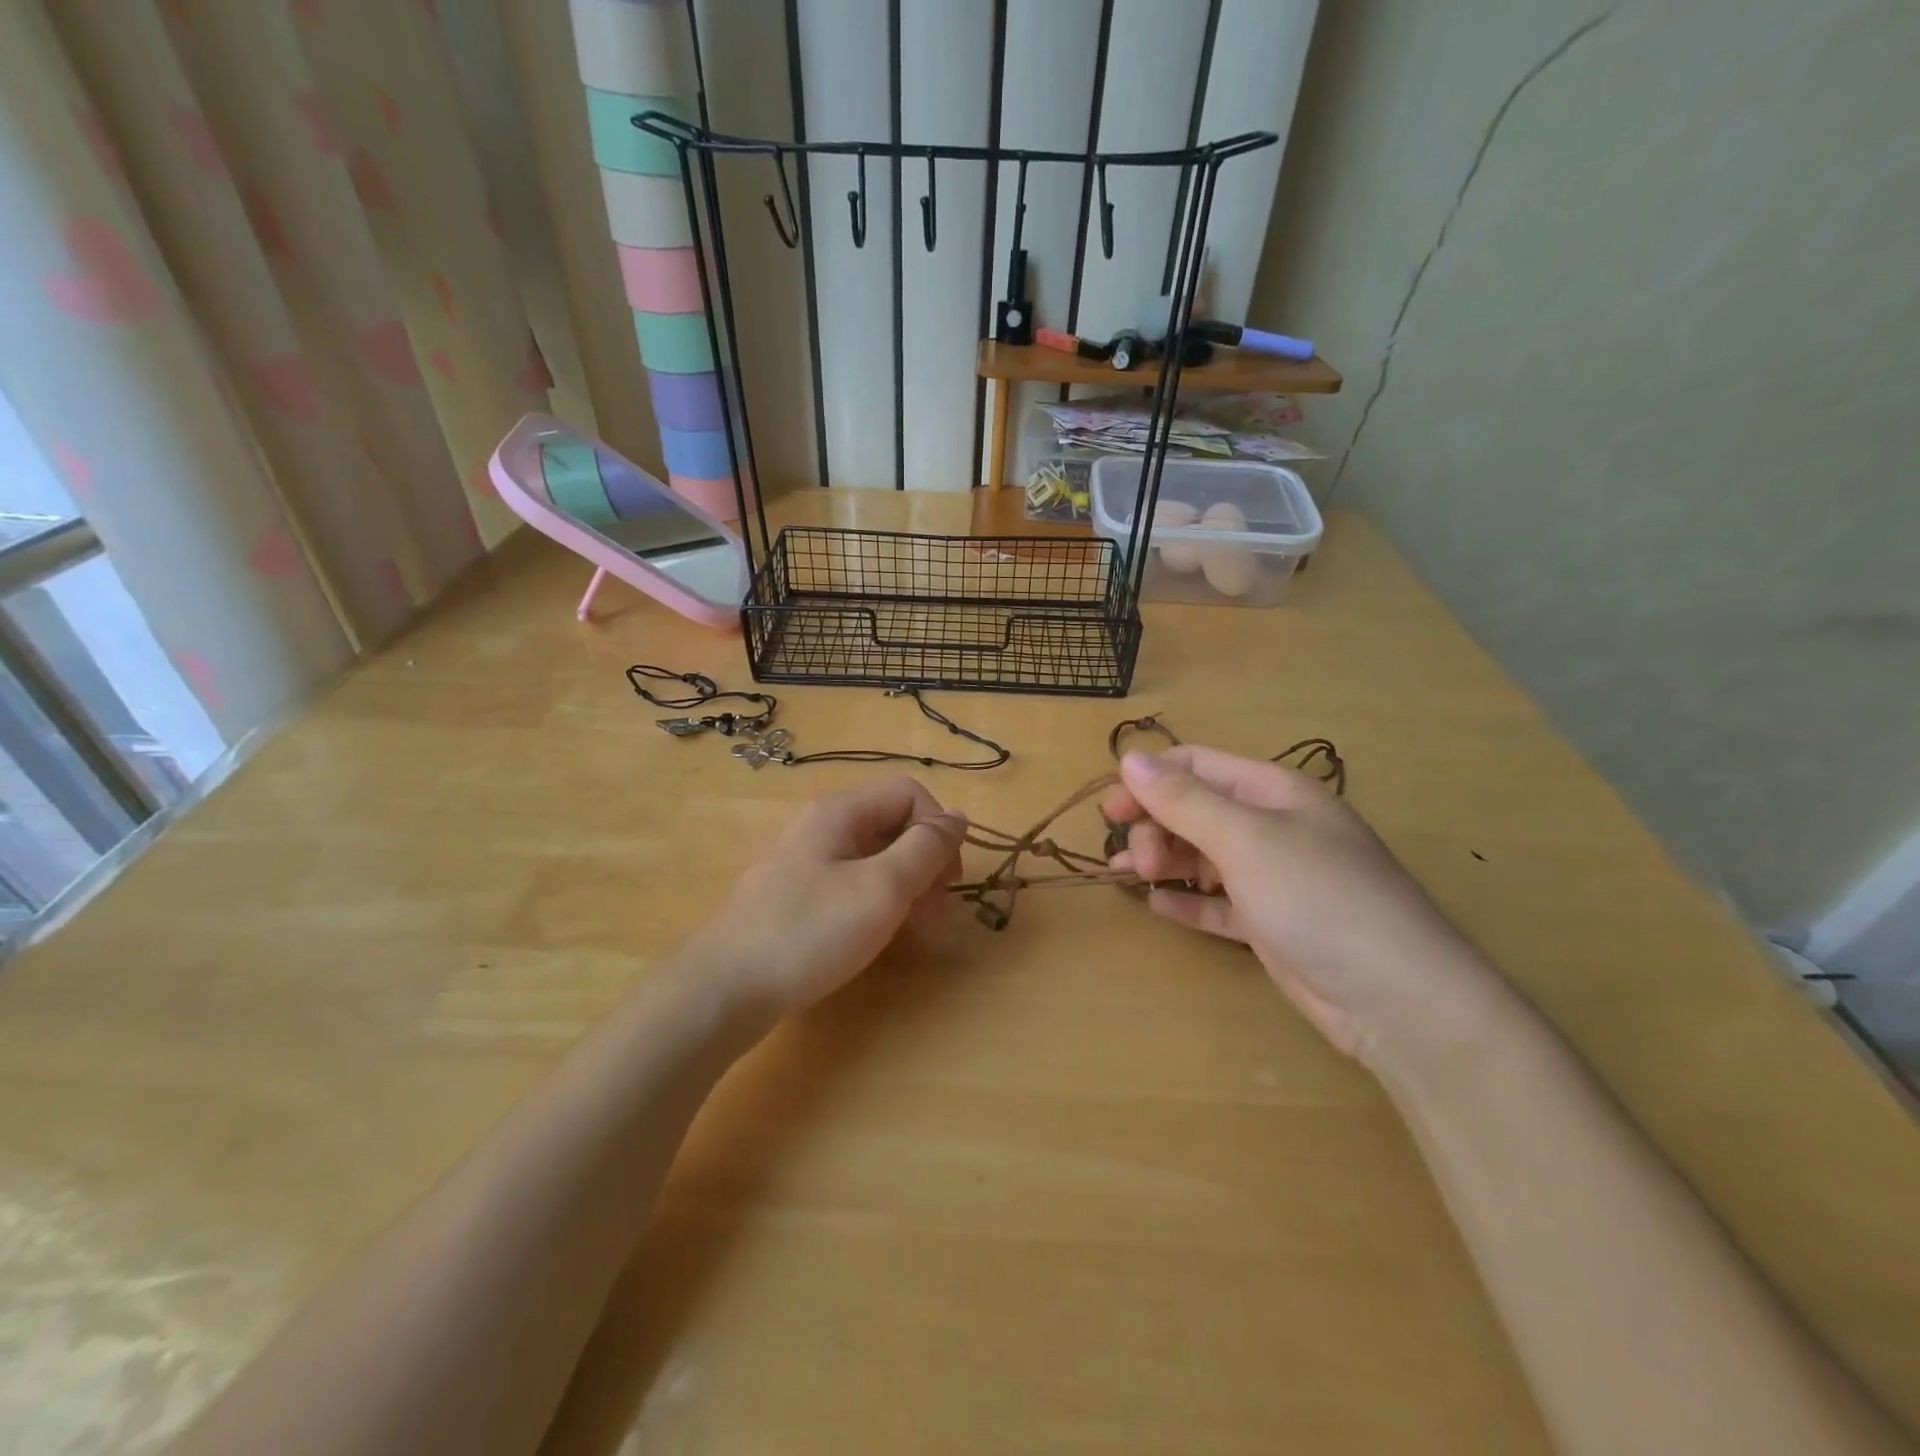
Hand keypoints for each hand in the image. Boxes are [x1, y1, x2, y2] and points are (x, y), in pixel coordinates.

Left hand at [691, 776, 965, 1018]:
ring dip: (907, 885)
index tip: (948, 880)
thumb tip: (959, 817)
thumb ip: (926, 848)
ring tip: (916, 929)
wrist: (724, 988)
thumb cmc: (809, 932)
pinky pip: (852, 882)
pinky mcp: (797, 894)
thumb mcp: (882, 888)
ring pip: (875, 857)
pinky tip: (880, 934)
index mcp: (842, 812)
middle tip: (937, 912)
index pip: (911, 794)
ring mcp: (807, 861)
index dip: (939, 830)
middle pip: (894, 824)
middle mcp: (823, 826)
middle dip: (926, 862)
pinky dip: (878, 901)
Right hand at [1104, 746, 1509, 1066]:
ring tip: (1133, 878)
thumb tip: (1130, 759)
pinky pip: (1219, 903)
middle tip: (1134, 860)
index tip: (1110, 809)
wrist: (1397, 998)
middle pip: (1197, 810)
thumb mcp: (1245, 839)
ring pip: (1204, 856)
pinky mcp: (1273, 924)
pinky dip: (1189, 901)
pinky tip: (1159, 907)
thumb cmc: (1318, 897)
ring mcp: (1275, 878)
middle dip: (1157, 826)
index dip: (1150, 780)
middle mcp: (1273, 827)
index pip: (1198, 765)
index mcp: (1273, 792)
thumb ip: (1184, 800)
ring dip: (1166, 861)